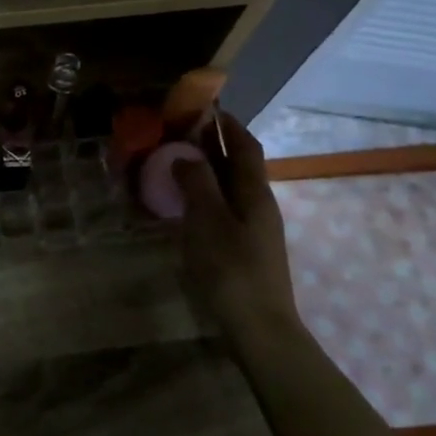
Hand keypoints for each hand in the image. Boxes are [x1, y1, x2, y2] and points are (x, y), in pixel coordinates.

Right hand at [172, 113, 302, 342]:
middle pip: (238, 166)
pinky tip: (185, 206)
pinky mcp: (245, 249)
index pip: (245, 146)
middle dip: (213, 146)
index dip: (228, 125)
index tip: (205, 108)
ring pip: (230, 188)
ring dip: (207, 171)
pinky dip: (206, 197)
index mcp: (255, 193)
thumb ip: (197, 184)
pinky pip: (224, 209)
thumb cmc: (232, 270)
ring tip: (176, 164)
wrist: (259, 328)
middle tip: (179, 134)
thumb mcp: (208, 222)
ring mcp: (254, 229)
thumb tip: (186, 155)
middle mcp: (259, 205)